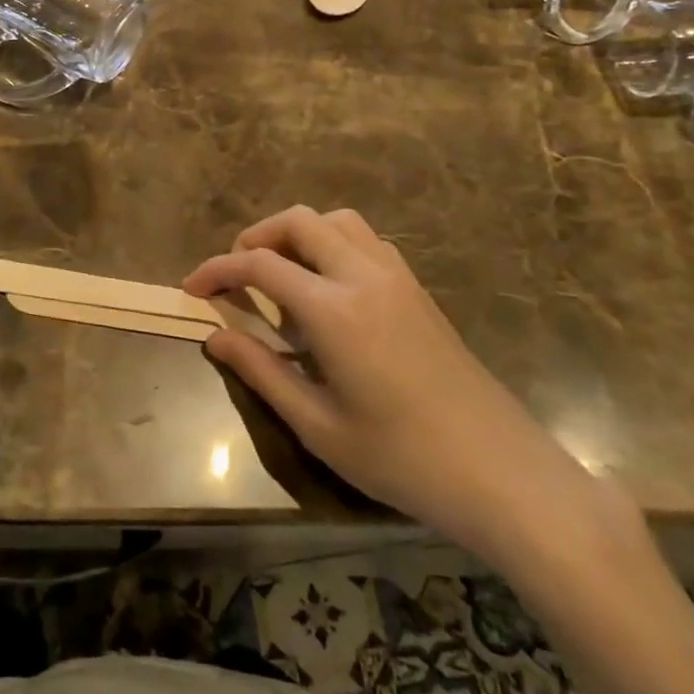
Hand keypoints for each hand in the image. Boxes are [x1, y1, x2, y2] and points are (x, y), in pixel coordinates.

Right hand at [185, 206, 616, 571]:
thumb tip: (214, 336)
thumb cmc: (402, 458)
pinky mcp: (417, 289)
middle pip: (299, 221)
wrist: (501, 473)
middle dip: (257, 236)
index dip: (218, 269)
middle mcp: (364, 275)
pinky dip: (333, 244)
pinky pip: (366, 240)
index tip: (192, 287)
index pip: (260, 264)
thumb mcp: (317, 425)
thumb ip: (261, 371)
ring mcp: (397, 277)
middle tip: (235, 275)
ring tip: (280, 276)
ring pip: (337, 221)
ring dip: (299, 234)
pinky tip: (328, 290)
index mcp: (334, 309)